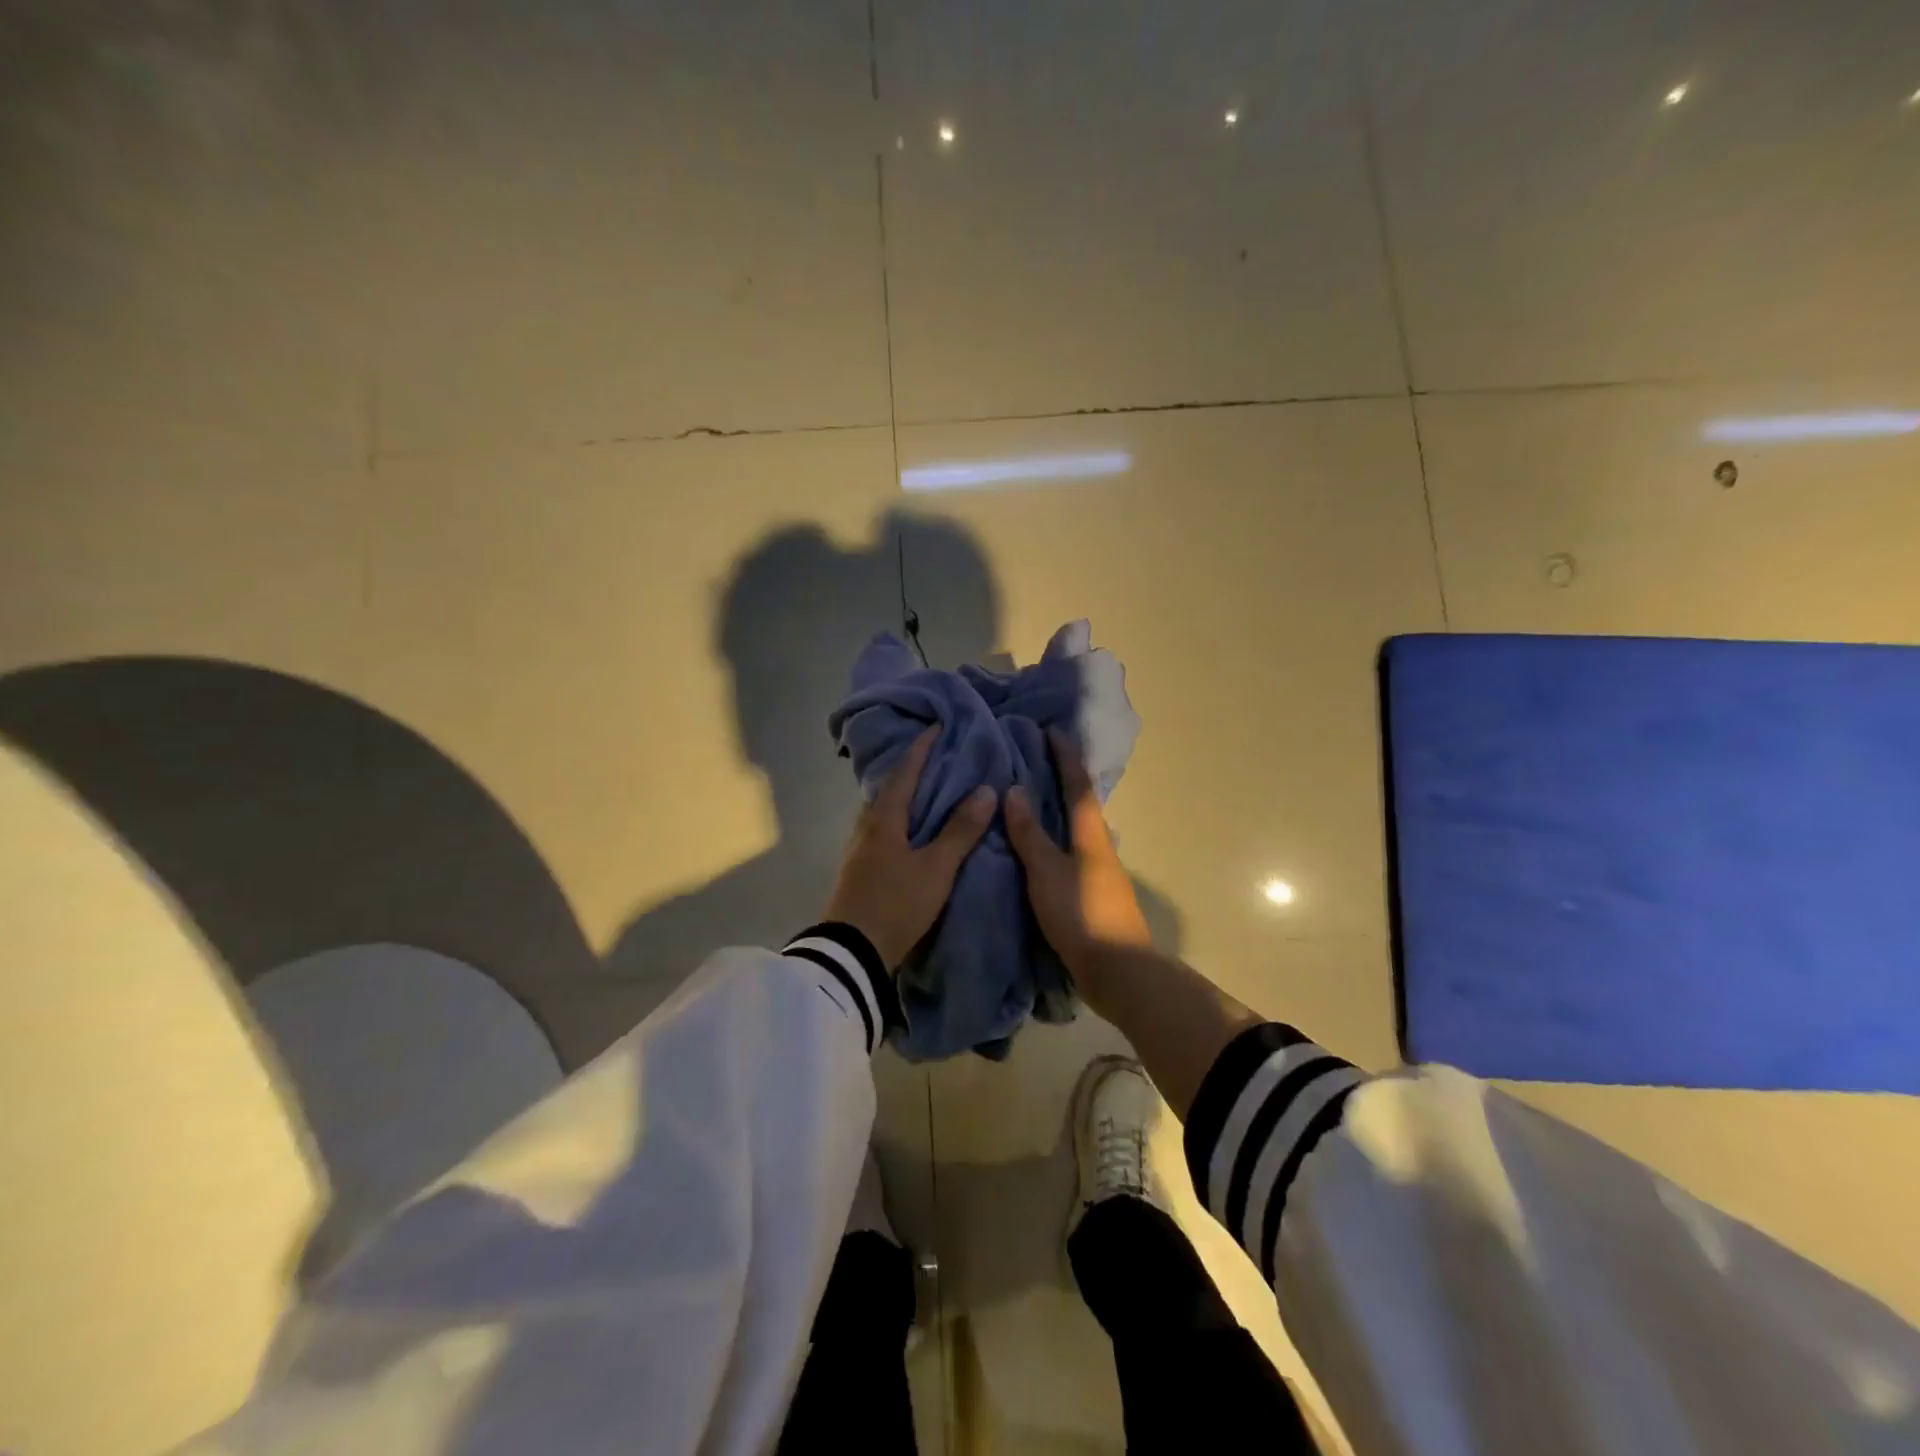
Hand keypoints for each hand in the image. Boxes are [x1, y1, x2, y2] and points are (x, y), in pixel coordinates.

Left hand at [823, 728, 996, 970]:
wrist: (852, 953)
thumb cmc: (896, 904)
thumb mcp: (936, 868)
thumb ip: (960, 831)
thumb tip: (985, 790)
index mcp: (883, 818)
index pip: (905, 771)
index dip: (922, 748)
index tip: (938, 726)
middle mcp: (866, 826)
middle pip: (890, 787)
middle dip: (912, 768)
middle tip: (938, 756)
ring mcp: (859, 848)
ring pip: (884, 809)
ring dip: (905, 795)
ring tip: (930, 790)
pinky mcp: (859, 868)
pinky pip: (882, 829)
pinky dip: (900, 818)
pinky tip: (913, 829)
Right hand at [1004, 727, 1150, 979]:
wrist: (1118, 970)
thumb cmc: (1081, 914)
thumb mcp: (1046, 871)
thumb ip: (1029, 833)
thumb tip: (1014, 790)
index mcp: (1091, 833)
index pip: (1076, 784)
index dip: (1064, 755)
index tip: (1051, 730)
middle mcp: (1099, 845)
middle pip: (1079, 803)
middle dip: (1060, 778)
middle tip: (1034, 759)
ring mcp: (1099, 870)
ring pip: (1075, 829)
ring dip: (1057, 809)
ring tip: (1029, 798)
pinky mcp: (1092, 893)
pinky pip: (1070, 852)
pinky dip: (1054, 838)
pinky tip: (1038, 846)